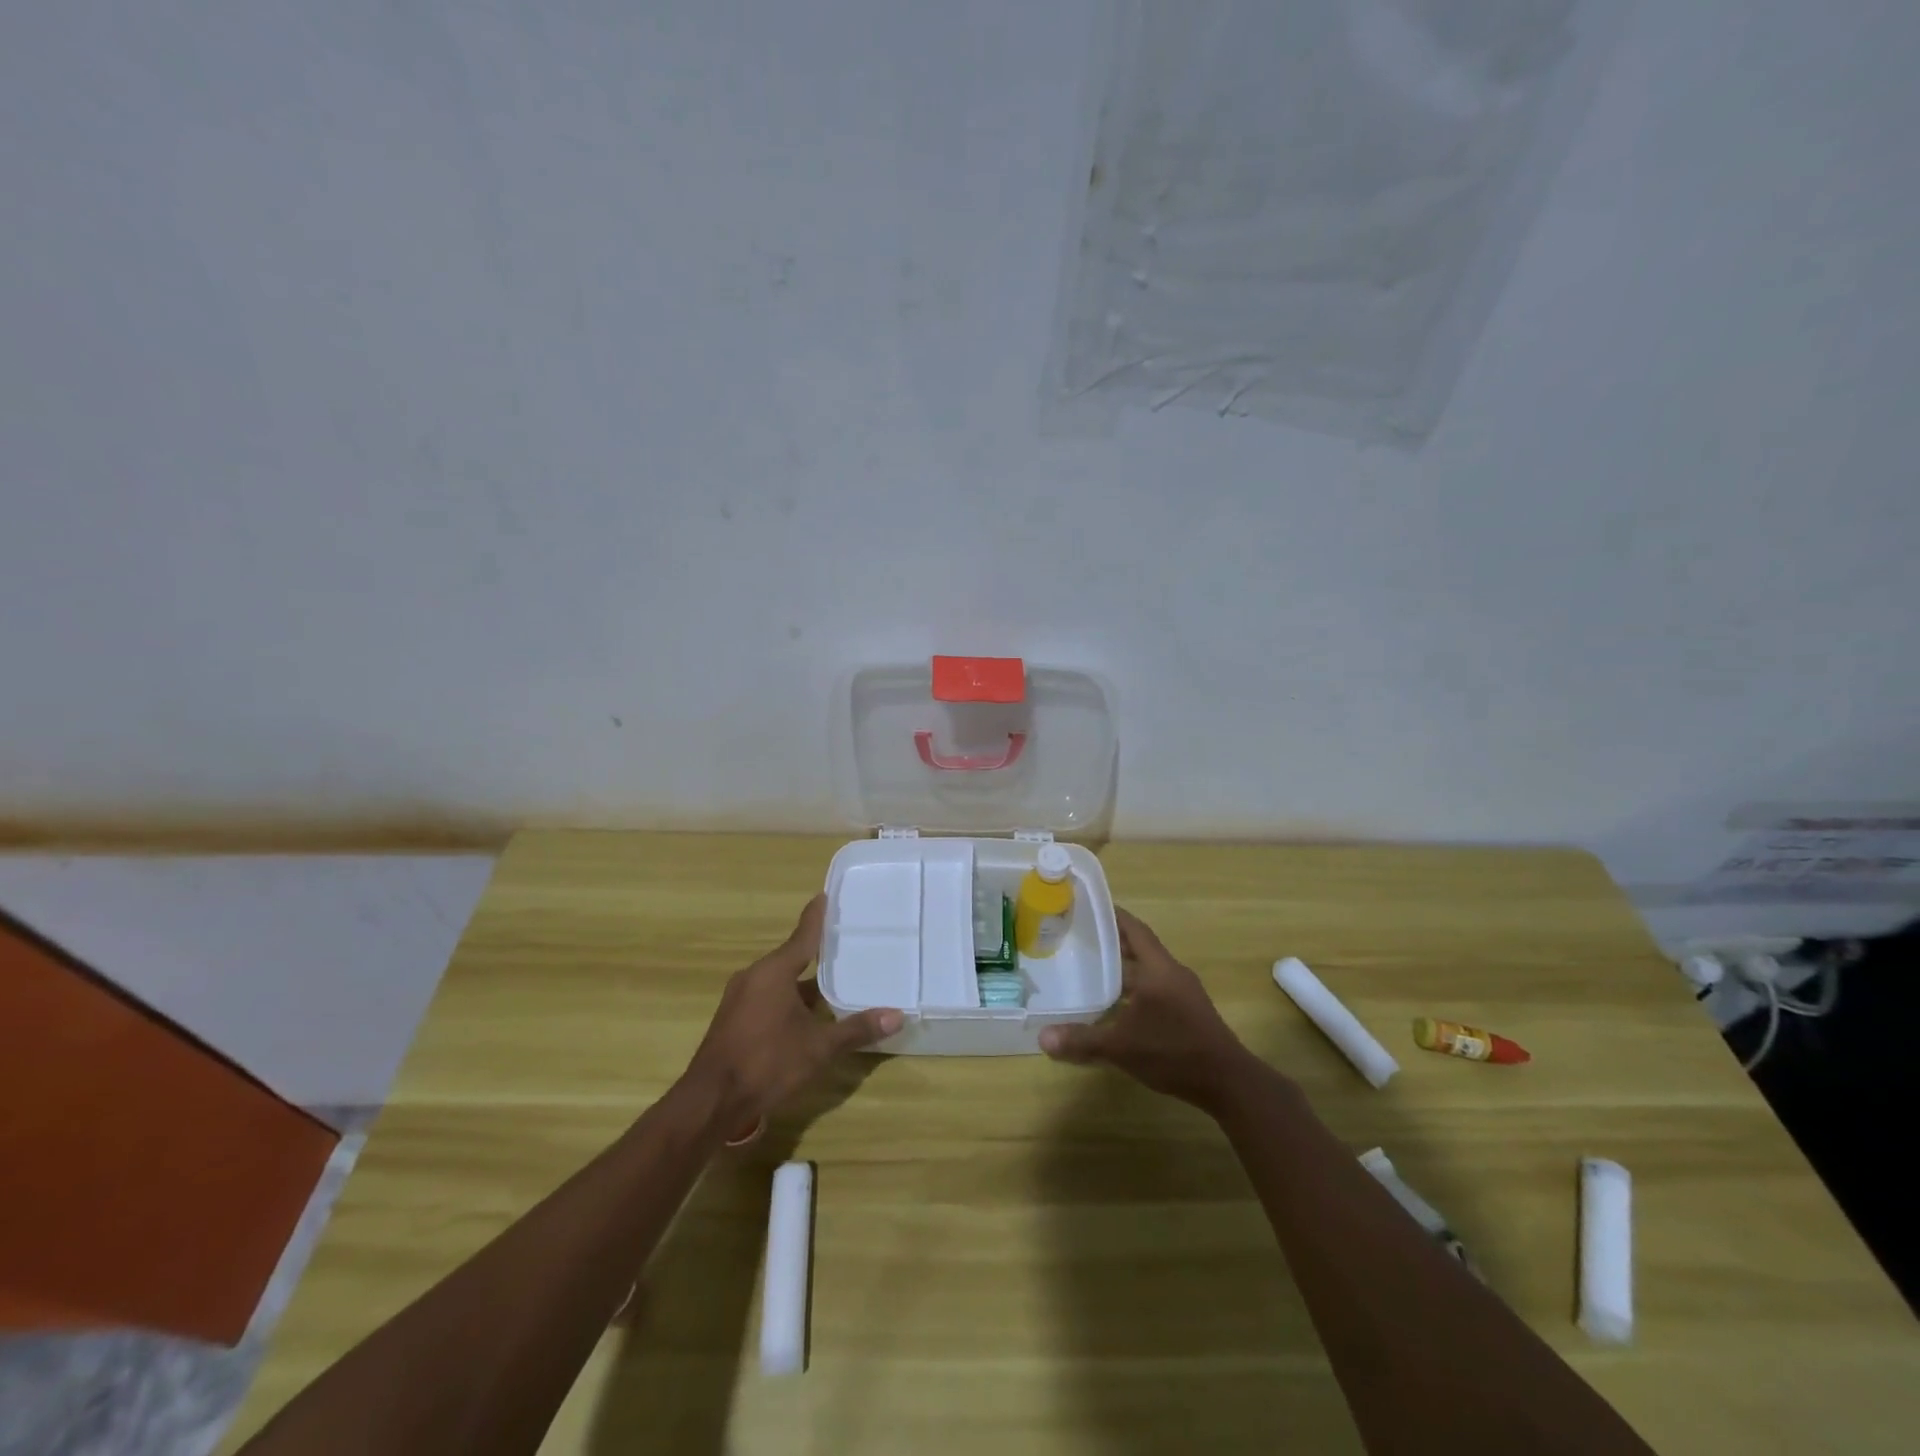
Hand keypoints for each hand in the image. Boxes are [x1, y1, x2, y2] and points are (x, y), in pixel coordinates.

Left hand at [680, 896, 901, 1136]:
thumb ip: (856, 1029)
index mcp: (774, 971)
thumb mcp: (818, 1047)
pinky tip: (807, 1014)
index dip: (817, 916)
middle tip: (845, 945)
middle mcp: (754, 976)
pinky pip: (767, 996)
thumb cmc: (767, 1063)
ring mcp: (740, 998)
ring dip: (803, 982)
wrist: (711, 1101)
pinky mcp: (733, 1019)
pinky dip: (788, 998)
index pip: (803, 935)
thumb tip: (897, 1016)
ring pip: (779, 980)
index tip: (825, 895)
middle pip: (791, 957)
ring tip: (833, 981)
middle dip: (817, 953)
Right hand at [1039, 907, 1259, 1114]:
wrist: (1227, 1082)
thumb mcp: (1122, 1047)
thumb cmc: (1174, 1052)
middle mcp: (1171, 973)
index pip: (1134, 929)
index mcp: (1158, 969)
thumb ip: (1082, 1040)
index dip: (1113, 916)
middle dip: (1112, 941)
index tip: (1088, 907)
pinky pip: (1156, 986)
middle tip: (1079, 937)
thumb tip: (1042, 1038)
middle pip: (1139, 947)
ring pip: (1148, 969)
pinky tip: (1116, 1002)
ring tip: (1091, 967)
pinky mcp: (1188, 1010)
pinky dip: (1135, 987)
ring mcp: (1183, 992)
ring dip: (1124, 966)